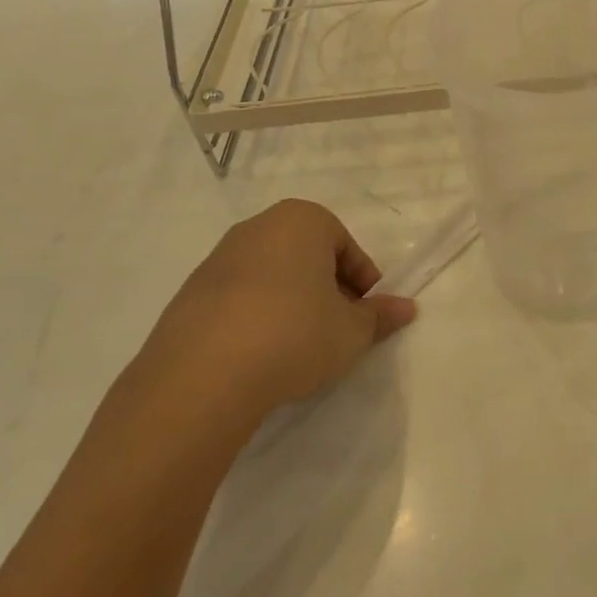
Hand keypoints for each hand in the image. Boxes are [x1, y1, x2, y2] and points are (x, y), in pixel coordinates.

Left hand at [137, 200, 417, 426]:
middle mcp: (258, 227)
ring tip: (299, 347)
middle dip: (327, 289)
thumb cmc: (295, 335)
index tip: (366, 315)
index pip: (346, 246)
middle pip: (307, 256)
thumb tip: (406, 308)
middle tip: (338, 329)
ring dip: (291, 303)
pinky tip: (260, 355)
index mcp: (302, 221)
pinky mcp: (189, 293)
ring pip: (272, 276)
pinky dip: (256, 317)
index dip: (363, 282)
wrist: (203, 376)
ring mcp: (218, 259)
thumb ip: (380, 317)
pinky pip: (238, 298)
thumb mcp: (351, 331)